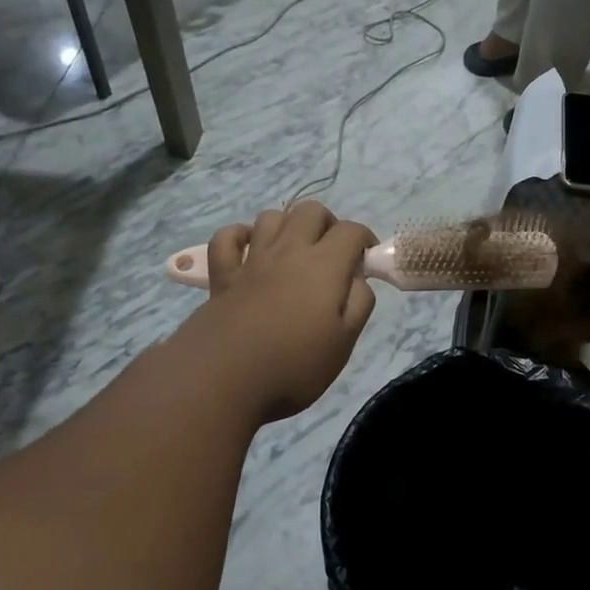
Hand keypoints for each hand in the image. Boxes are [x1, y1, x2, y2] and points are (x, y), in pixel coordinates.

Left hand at [186, 201, 377, 422]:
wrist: (224, 378)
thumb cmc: (294, 365)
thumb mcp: (344, 342)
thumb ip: (359, 303)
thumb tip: (358, 279)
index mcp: (324, 266)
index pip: (351, 231)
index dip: (365, 240)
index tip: (367, 263)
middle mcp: (289, 251)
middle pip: (311, 210)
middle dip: (328, 223)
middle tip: (333, 254)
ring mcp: (252, 260)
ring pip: (271, 217)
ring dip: (287, 225)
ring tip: (294, 252)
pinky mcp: (222, 275)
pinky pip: (227, 237)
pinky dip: (240, 236)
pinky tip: (250, 252)